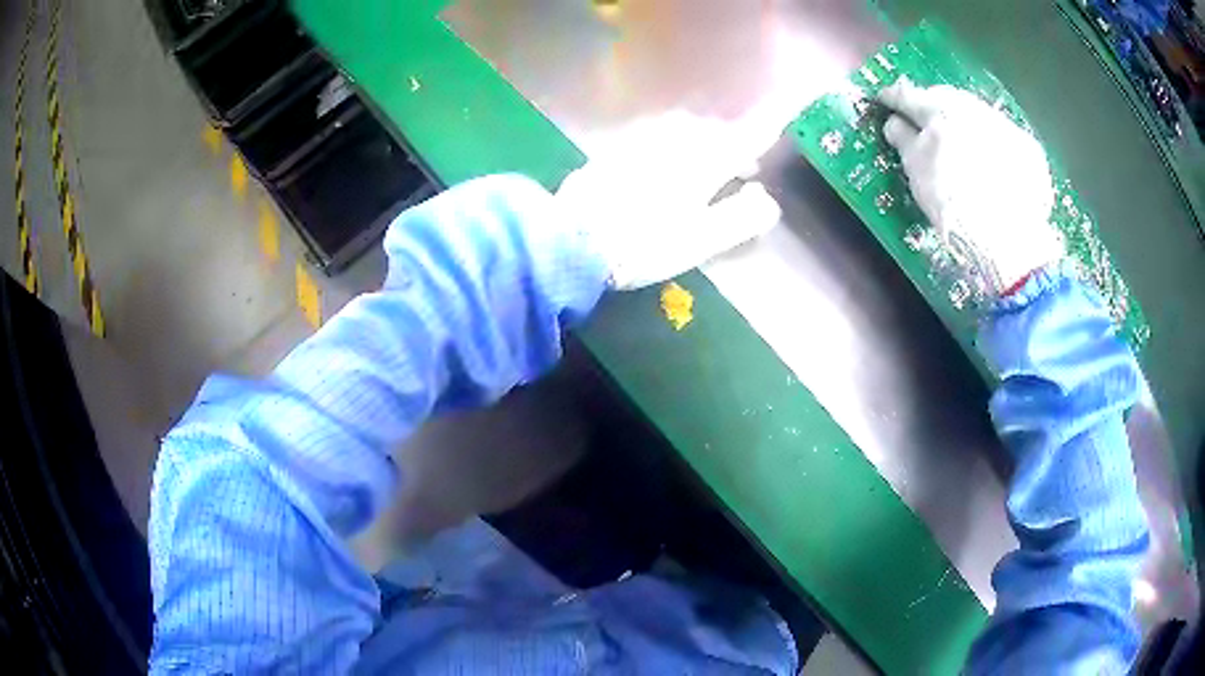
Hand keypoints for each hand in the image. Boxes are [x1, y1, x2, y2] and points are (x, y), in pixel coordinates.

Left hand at [556, 114, 781, 290]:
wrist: (574, 239)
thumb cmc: (646, 243)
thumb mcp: (703, 239)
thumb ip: (742, 217)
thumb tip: (766, 199)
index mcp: (703, 159)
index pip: (745, 137)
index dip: (766, 130)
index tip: (779, 125)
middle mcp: (675, 139)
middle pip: (714, 130)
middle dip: (733, 143)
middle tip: (742, 168)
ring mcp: (642, 140)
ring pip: (683, 130)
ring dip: (703, 143)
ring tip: (706, 168)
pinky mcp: (616, 150)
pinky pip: (655, 137)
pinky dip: (671, 146)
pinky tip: (664, 168)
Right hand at [879, 79, 1063, 293]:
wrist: (1010, 238)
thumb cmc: (954, 203)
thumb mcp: (917, 172)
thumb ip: (904, 140)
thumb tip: (895, 123)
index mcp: (939, 110)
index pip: (908, 96)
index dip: (893, 99)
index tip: (885, 101)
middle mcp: (973, 108)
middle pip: (946, 98)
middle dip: (932, 106)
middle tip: (923, 121)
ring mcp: (1004, 126)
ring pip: (976, 114)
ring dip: (964, 123)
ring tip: (960, 142)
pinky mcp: (1027, 148)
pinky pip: (1002, 136)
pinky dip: (992, 143)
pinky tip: (991, 164)